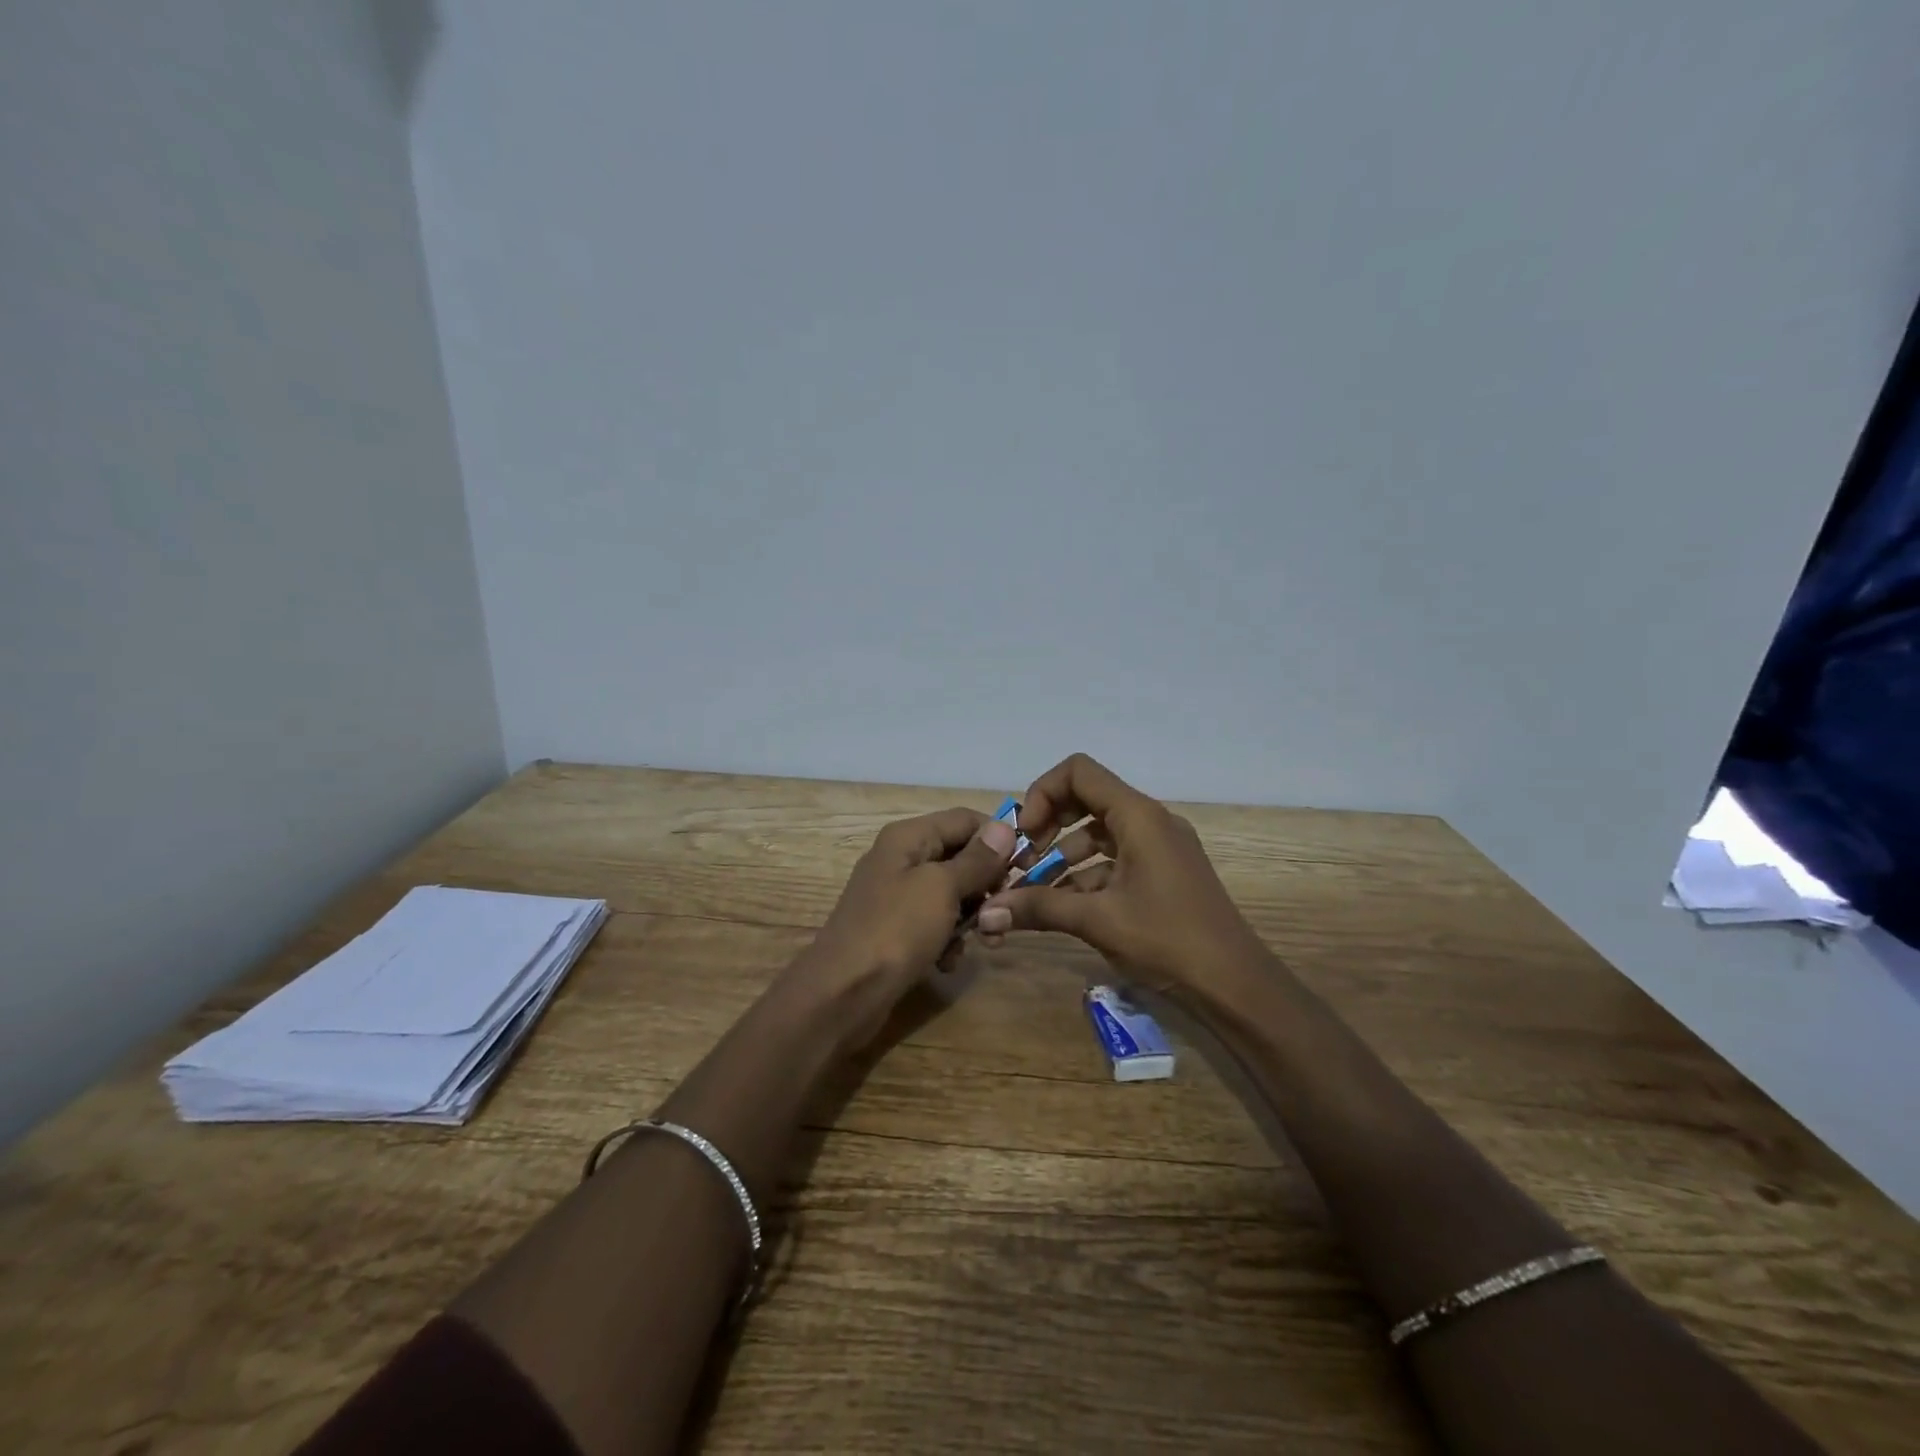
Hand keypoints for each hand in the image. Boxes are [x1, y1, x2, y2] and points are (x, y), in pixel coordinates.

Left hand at [793, 807, 1018, 1045]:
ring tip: (984, 942)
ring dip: (971, 917)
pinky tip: (949, 962)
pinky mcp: (895, 930)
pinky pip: (934, 923)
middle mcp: (901, 858)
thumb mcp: (942, 888)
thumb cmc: (896, 930)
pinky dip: (947, 940)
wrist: (842, 993)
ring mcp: (896, 895)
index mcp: (908, 837)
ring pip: (951, 893)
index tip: (1028, 866)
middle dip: (987, 884)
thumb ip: (976, 859)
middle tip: (1003, 913)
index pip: (965, 819)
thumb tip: (1004, 827)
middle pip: (960, 856)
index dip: (998, 838)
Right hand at [977, 754, 1265, 995]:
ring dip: (1062, 855)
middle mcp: (1150, 821)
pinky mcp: (1162, 873)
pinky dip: (1085, 875)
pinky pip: (1114, 859)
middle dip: (1048, 824)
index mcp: (1138, 816)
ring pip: (1099, 833)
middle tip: (1023, 858)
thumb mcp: (1098, 920)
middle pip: (1086, 799)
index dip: (1042, 793)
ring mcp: (1159, 848)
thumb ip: (1040, 907)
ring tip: (1032, 890)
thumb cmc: (1168, 940)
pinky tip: (1060, 907)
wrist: (1235, 986)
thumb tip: (987, 912)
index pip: (1079, 772)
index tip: (1024, 834)